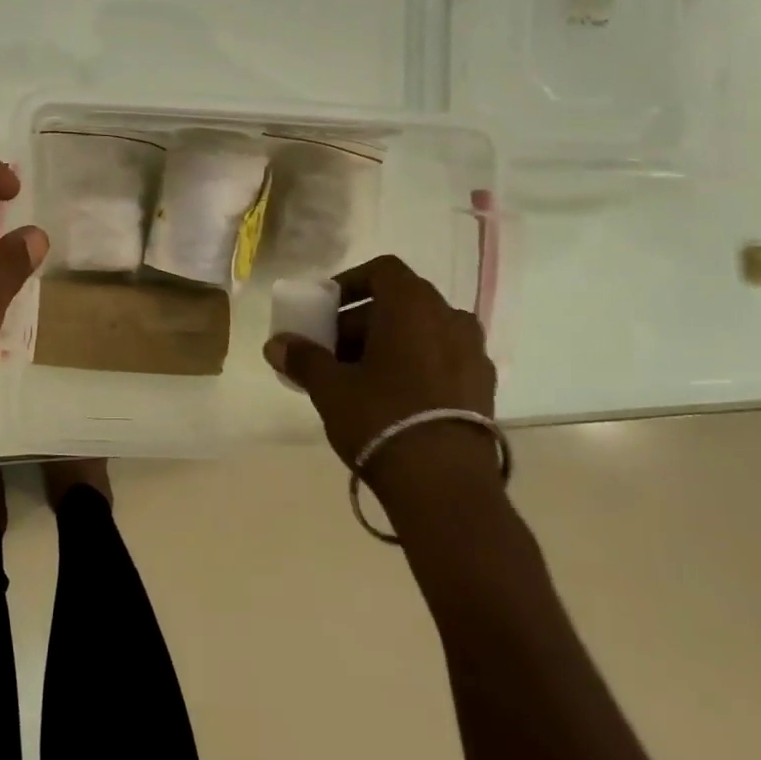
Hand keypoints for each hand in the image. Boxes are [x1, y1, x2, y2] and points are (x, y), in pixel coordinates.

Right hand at [264, 255, 498, 493]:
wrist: (446, 488)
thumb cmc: (381, 419)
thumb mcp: (331, 387)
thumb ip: (303, 358)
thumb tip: (275, 344)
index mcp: (414, 306)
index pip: (383, 271)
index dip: (350, 283)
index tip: (326, 309)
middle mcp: (450, 319)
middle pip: (401, 303)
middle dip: (363, 321)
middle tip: (334, 350)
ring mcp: (474, 355)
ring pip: (423, 333)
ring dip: (390, 344)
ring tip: (361, 378)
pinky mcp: (485, 390)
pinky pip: (443, 360)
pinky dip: (417, 366)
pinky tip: (394, 400)